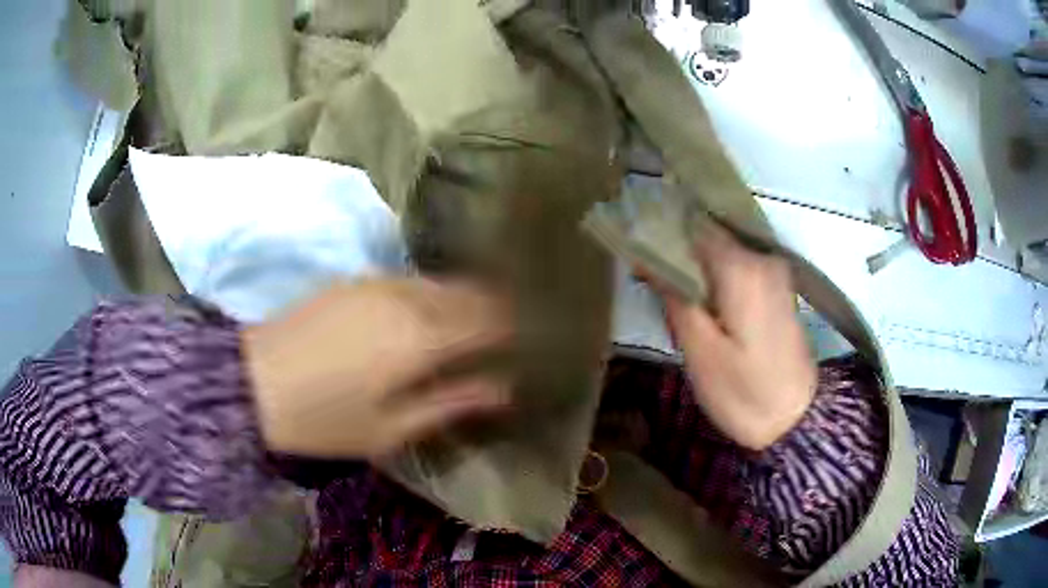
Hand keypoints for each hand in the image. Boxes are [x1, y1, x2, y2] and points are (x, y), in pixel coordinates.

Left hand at [243, 278, 511, 458]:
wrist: (252, 382)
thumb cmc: (325, 419)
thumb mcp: (391, 428)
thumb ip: (451, 403)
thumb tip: (504, 390)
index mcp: (421, 338)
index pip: (490, 321)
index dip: (515, 329)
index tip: (527, 342)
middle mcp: (407, 299)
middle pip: (470, 293)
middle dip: (494, 309)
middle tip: (504, 335)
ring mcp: (378, 283)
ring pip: (440, 282)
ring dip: (463, 299)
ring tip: (472, 324)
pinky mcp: (356, 281)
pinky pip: (410, 281)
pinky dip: (431, 294)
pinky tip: (426, 314)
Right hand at [659, 223, 815, 450]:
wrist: (794, 420)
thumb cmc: (743, 392)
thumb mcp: (700, 351)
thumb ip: (675, 297)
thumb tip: (646, 258)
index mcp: (742, 268)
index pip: (692, 228)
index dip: (660, 235)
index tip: (634, 253)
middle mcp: (762, 258)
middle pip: (709, 235)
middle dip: (677, 251)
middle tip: (649, 281)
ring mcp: (775, 271)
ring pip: (723, 250)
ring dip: (695, 266)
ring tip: (671, 294)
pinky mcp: (778, 287)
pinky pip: (739, 265)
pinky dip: (715, 275)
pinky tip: (701, 302)